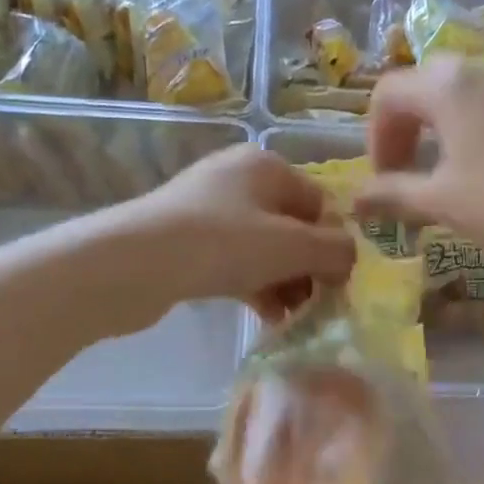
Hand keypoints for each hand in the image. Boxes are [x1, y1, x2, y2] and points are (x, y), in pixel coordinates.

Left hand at [122, 144, 354, 319]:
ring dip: (284, 283)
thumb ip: (334, 250)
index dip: (334, 244)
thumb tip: (351, 258)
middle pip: (292, 227)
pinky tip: (266, 317)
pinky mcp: (187, 241)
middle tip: (317, 306)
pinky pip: (236, 262)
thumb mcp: (292, 246)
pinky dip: (255, 286)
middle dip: (308, 268)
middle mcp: (239, 179)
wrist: (132, 264)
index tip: (339, 284)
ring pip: (265, 249)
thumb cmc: (222, 244)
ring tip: (293, 318)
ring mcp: (209, 210)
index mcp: (267, 166)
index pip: (320, 204)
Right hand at [357, 58, 483, 259]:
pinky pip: (479, 107)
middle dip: (400, 131)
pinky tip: (470, 171)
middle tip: (401, 174)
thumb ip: (391, 194)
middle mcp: (473, 72)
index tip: (383, 178)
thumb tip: (354, 201)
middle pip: (417, 89)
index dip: (375, 137)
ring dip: (429, 132)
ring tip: (432, 177)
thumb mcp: (440, 200)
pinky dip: (460, 133)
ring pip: (450, 97)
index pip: (386, 94)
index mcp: (444, 86)